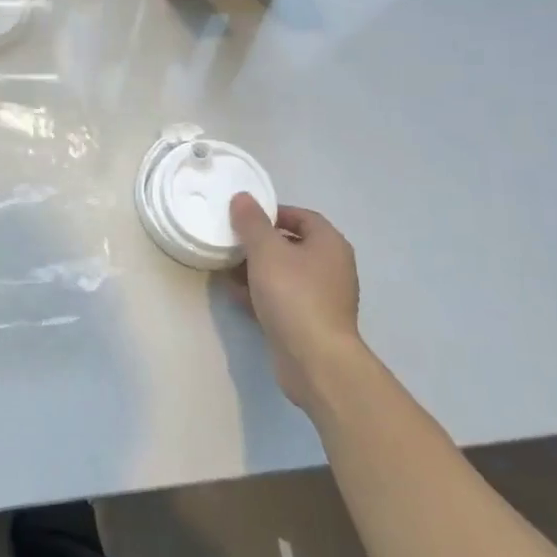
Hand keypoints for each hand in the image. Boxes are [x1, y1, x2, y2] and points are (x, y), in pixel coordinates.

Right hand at [230, 195, 363, 408]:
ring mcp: (322, 297)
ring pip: (284, 272)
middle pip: (292, 244)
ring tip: (225, 266)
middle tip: (231, 241)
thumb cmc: (293, 294)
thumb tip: (242, 197)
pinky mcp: (309, 321)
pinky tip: (235, 293)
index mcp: (329, 244)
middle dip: (259, 242)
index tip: (243, 216)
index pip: (302, 216)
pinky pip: (281, 297)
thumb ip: (252, 222)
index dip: (273, 212)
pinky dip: (260, 292)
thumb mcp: (266, 250)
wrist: (314, 359)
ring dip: (256, 268)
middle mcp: (331, 267)